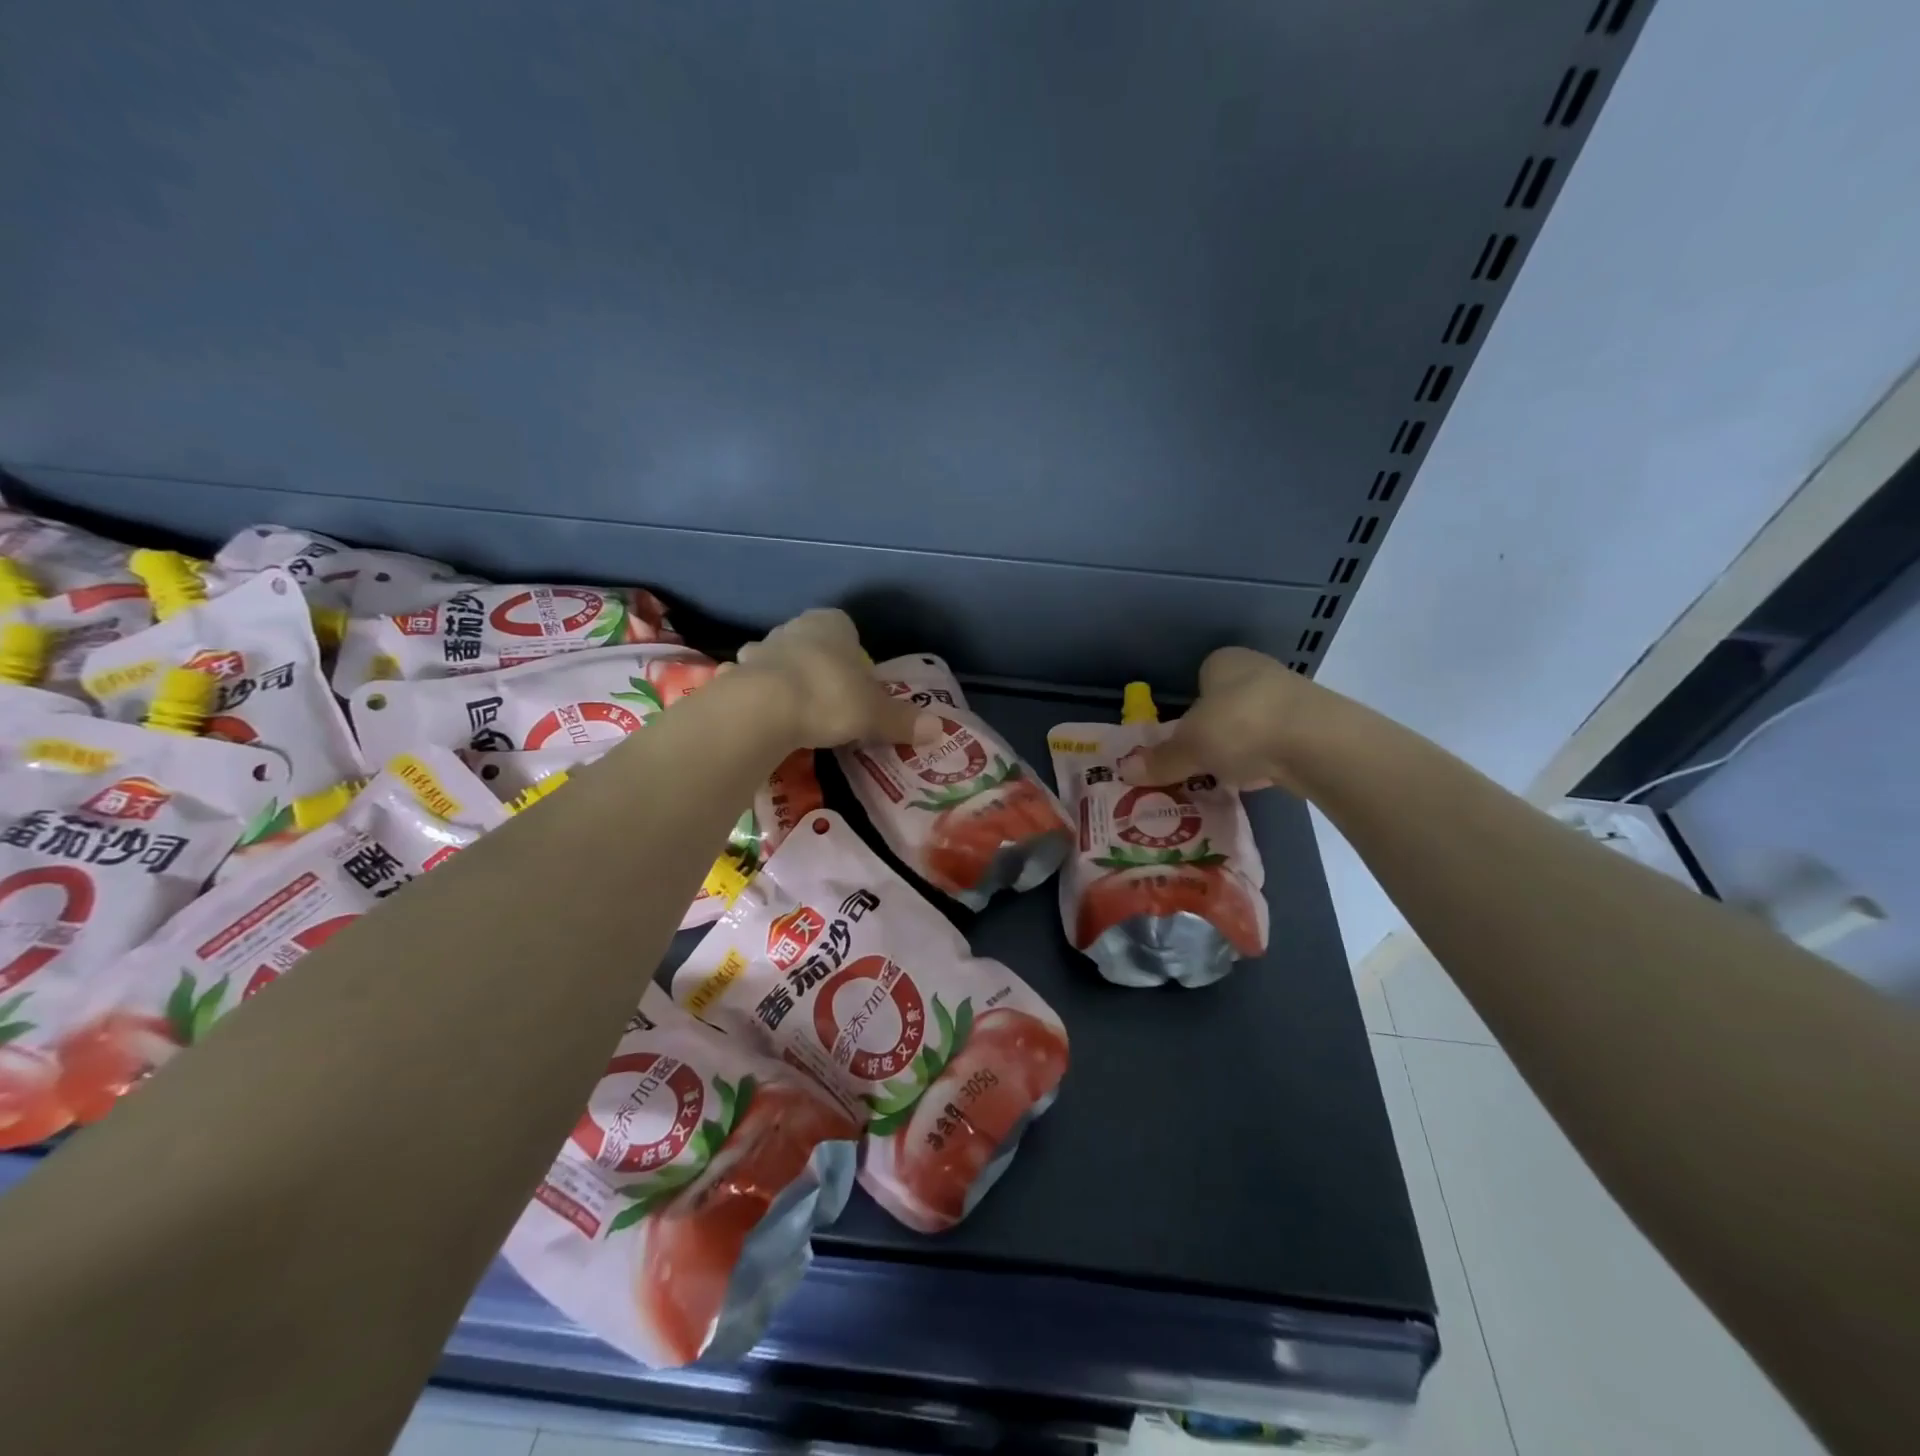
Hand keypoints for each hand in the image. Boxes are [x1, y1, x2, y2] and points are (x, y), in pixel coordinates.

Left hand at [734, 609, 924, 748]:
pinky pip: (754, 684)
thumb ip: (903, 720)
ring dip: (788, 679)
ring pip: (780, 660)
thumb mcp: (875, 713)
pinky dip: (761, 698)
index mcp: (832, 624)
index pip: (847, 628)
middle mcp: (795, 627)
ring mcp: (761, 649)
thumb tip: (939, 728)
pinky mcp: (737, 674)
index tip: (858, 683)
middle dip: (821, 666)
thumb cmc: (830, 697)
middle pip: (813, 644)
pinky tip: (768, 721)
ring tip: (800, 712)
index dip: (854, 655)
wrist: (764, 709)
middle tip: (833, 701)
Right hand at [1119, 646, 1323, 793]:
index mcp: (1224, 662)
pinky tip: (1258, 780)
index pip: (1200, 678)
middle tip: (1197, 761)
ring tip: (1224, 776)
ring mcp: (1291, 697)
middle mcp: (1258, 670)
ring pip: (1252, 724)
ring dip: (1240, 748)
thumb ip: (1160, 760)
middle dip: (1213, 731)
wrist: (1318, 743)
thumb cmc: (1240, 726)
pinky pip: (1277, 744)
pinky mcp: (1315, 726)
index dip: (1188, 707)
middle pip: (1225, 703)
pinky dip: (1265, 760)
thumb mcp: (1189, 747)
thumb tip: (1126, 771)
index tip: (1181, 737)